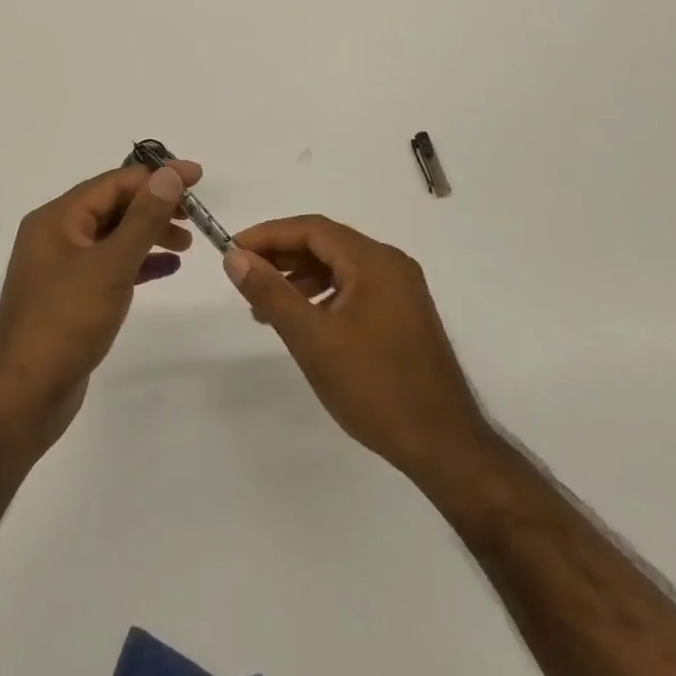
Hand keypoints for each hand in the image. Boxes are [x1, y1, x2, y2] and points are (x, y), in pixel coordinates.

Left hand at [0, 160, 201, 444]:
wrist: (24, 395)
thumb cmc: (66, 322)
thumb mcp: (110, 265)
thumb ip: (143, 218)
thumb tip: (169, 174)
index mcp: (57, 218)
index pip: (114, 182)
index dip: (157, 176)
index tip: (197, 177)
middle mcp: (56, 235)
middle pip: (113, 206)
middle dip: (155, 206)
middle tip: (195, 215)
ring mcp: (62, 267)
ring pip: (113, 236)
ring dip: (149, 234)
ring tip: (186, 244)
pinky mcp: (71, 296)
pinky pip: (110, 265)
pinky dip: (138, 263)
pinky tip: (167, 269)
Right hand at [223, 216, 491, 479]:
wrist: (443, 445)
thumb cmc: (374, 387)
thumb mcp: (312, 339)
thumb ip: (271, 293)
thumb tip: (235, 258)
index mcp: (375, 261)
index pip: (312, 229)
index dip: (268, 235)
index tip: (232, 251)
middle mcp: (391, 265)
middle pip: (326, 244)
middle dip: (282, 256)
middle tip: (243, 275)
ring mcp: (401, 290)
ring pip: (339, 267)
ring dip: (299, 277)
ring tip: (264, 306)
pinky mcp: (403, 315)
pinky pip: (354, 289)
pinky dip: (322, 295)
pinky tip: (303, 321)